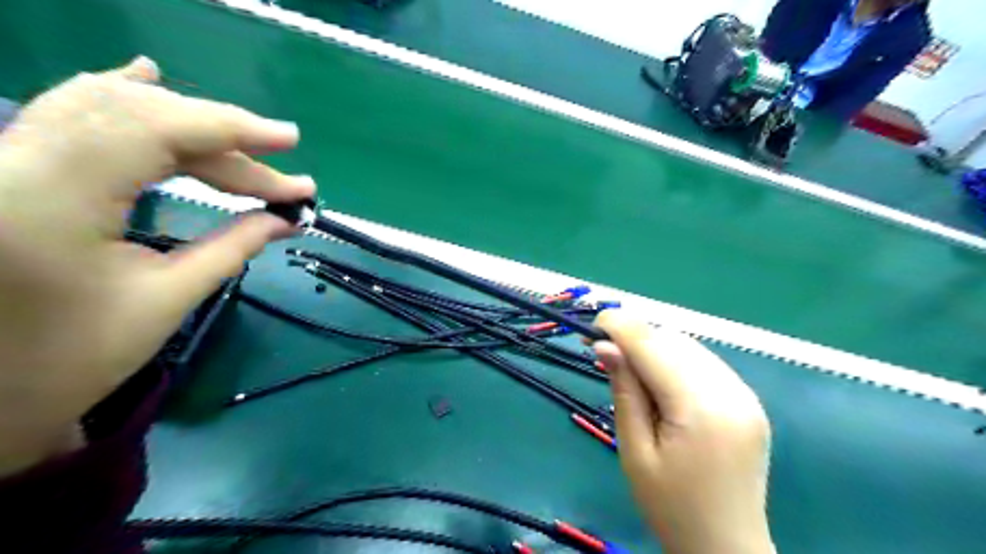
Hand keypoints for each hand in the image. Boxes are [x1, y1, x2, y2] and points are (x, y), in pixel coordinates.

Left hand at [0, 54, 313, 470]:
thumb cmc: (70, 359)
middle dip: (223, 140)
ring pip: (104, 105)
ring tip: (244, 144)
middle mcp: (12, 161)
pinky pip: (68, 111)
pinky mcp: (5, 164)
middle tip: (280, 175)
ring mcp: (1, 158)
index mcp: (49, 201)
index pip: (153, 128)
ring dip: (186, 124)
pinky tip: (147, 79)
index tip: (290, 141)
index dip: (231, 128)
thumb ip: (233, 247)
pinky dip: (122, 99)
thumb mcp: (165, 301)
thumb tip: (287, 218)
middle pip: (138, 115)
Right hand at [592, 309, 778, 553]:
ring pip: (690, 347)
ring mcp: (745, 394)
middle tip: (605, 353)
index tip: (590, 327)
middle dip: (635, 337)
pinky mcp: (749, 400)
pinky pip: (705, 363)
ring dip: (655, 347)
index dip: (619, 327)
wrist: (727, 548)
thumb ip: (624, 392)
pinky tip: (661, 381)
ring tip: (631, 370)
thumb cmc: (671, 507)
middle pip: (673, 340)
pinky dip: (676, 360)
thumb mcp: (635, 452)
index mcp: (701, 408)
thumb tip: (605, 346)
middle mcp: (731, 391)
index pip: (654, 345)